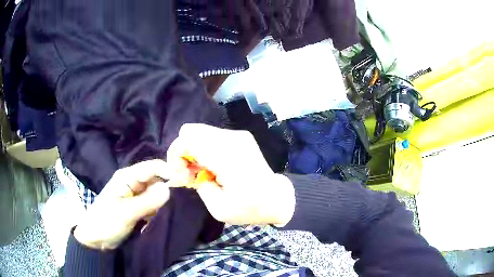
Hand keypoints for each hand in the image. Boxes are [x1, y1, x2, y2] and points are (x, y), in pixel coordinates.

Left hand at [74, 160, 178, 249]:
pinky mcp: (137, 206)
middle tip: (182, 200)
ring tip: (169, 212)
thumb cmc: (107, 222)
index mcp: (127, 177)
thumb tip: (169, 189)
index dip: (169, 171)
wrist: (96, 239)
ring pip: (155, 193)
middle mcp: (133, 182)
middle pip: (156, 179)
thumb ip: (147, 201)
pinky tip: (159, 218)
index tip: (187, 181)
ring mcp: (135, 195)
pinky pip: (152, 204)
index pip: (152, 167)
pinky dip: (157, 210)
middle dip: (168, 189)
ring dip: (162, 202)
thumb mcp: (126, 213)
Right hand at [167, 124, 295, 225]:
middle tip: (189, 174)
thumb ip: (198, 185)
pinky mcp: (240, 137)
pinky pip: (211, 137)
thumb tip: (189, 170)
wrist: (277, 199)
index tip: (182, 176)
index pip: (188, 138)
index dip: (177, 155)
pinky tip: (211, 167)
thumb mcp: (218, 208)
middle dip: (183, 152)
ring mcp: (237, 135)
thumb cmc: (250, 208)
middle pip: (191, 131)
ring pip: (199, 132)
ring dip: (193, 151)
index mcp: (227, 156)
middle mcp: (232, 139)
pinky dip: (204, 149)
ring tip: (201, 173)